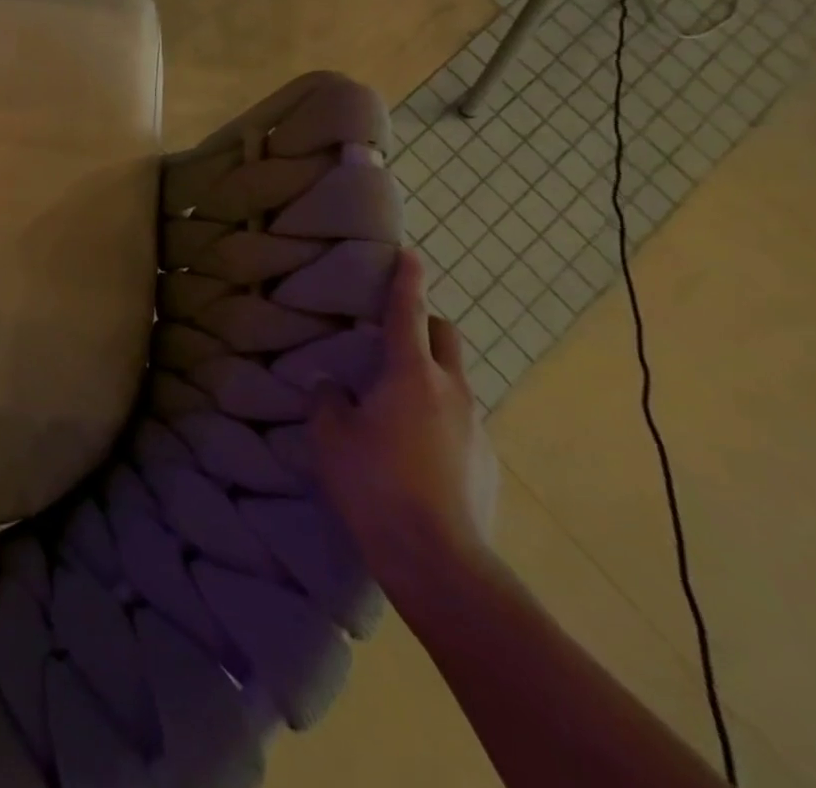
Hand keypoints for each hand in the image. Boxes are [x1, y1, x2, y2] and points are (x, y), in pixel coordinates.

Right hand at [312, 251, 499, 602]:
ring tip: (393, 402)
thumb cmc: (374, 483)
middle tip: (392, 334)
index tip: (411, 254)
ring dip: (428, 375)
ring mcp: (476, 429)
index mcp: (411, 374)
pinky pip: (460, 421)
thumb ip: (329, 398)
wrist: (440, 561)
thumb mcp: (331, 434)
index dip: (407, 280)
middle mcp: (452, 392)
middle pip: (446, 338)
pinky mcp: (487, 463)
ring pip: (454, 382)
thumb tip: (332, 384)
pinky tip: (413, 449)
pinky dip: (437, 416)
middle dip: (425, 324)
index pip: (408, 313)